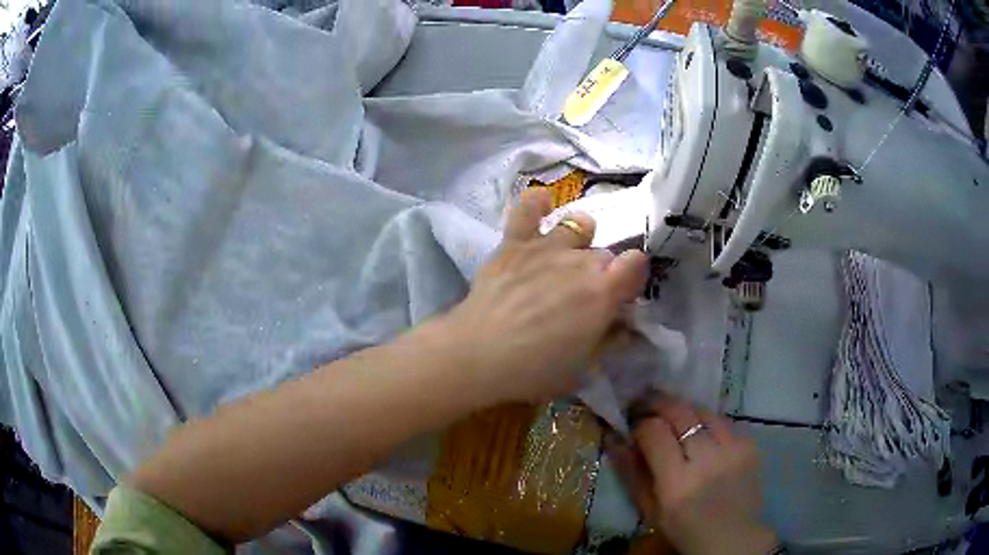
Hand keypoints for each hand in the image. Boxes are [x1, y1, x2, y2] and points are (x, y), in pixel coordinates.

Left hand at [441, 188, 647, 403]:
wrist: (478, 354)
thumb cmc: (534, 370)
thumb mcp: (582, 367)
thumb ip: (608, 341)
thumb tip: (625, 328)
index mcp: (603, 292)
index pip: (636, 263)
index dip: (633, 275)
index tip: (623, 293)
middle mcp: (580, 261)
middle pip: (605, 252)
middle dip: (602, 271)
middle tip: (585, 294)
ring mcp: (547, 246)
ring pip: (577, 224)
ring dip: (579, 237)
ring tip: (567, 254)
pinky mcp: (514, 243)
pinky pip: (528, 208)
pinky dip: (537, 202)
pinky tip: (542, 203)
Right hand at [610, 395, 776, 554]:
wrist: (732, 535)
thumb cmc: (683, 528)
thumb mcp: (649, 509)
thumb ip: (631, 473)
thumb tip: (614, 437)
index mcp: (676, 483)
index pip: (654, 433)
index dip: (641, 423)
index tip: (634, 424)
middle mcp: (706, 461)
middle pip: (680, 413)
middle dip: (660, 403)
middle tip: (648, 403)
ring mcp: (732, 450)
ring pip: (703, 411)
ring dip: (685, 409)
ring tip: (675, 415)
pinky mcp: (749, 445)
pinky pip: (724, 421)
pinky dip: (709, 422)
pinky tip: (703, 433)